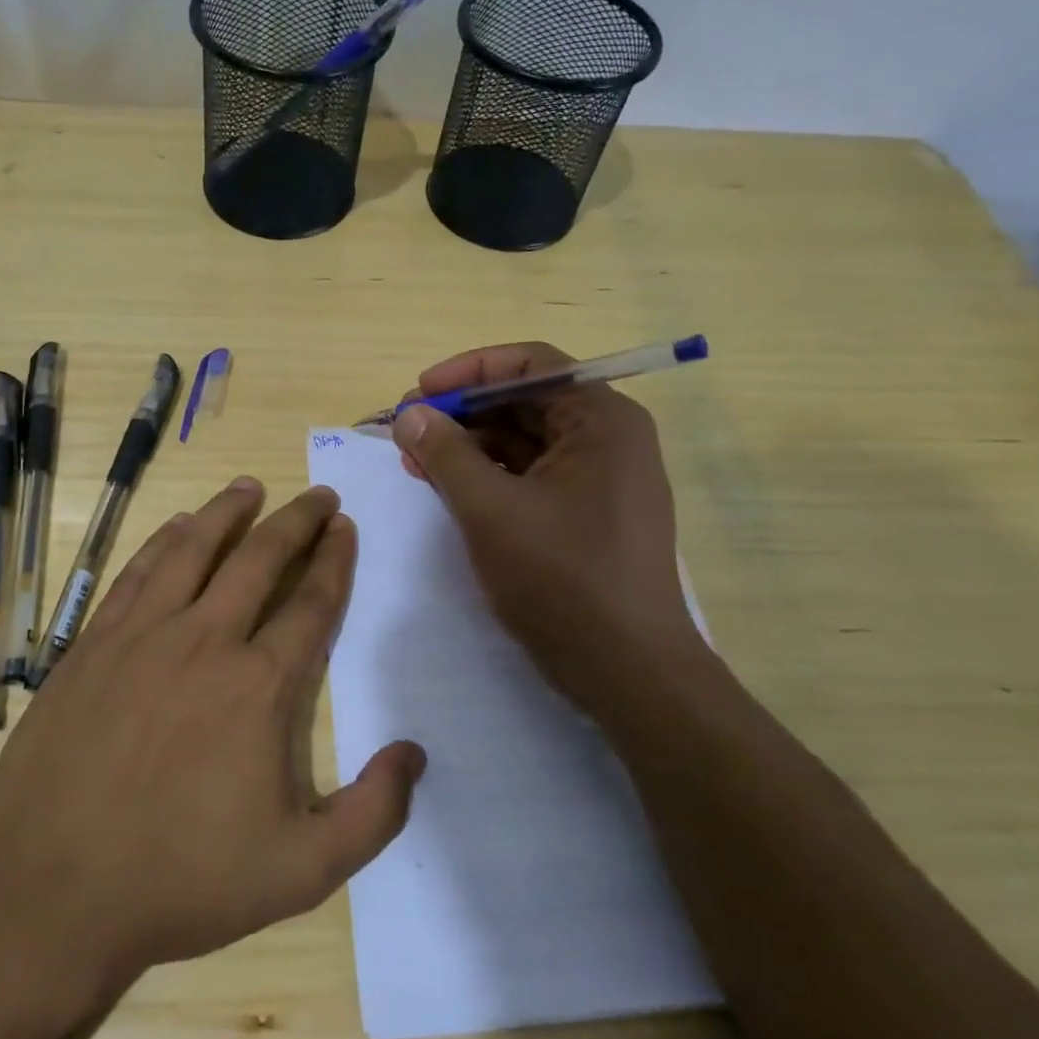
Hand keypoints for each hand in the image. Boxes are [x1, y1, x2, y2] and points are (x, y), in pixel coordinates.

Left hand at [0, 479, 425, 993]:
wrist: (55, 888)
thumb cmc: (183, 880)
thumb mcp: (302, 871)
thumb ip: (374, 813)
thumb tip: (415, 752)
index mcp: (260, 686)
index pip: (312, 602)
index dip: (334, 559)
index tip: (345, 526)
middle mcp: (207, 640)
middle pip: (261, 558)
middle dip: (296, 520)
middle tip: (318, 494)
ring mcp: (144, 634)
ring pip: (195, 548)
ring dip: (228, 511)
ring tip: (250, 485)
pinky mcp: (95, 641)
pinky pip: (138, 571)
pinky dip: (164, 540)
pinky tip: (178, 525)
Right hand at [392, 342, 704, 692]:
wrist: (629, 673)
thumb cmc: (562, 580)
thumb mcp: (490, 510)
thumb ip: (446, 454)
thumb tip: (410, 414)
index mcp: (601, 420)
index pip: (531, 365)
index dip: (468, 371)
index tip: (418, 393)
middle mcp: (609, 439)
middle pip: (526, 403)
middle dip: (463, 414)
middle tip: (409, 433)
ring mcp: (603, 480)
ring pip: (526, 442)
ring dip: (471, 448)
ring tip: (418, 465)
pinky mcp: (591, 516)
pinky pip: (534, 477)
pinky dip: (491, 478)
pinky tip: (452, 492)